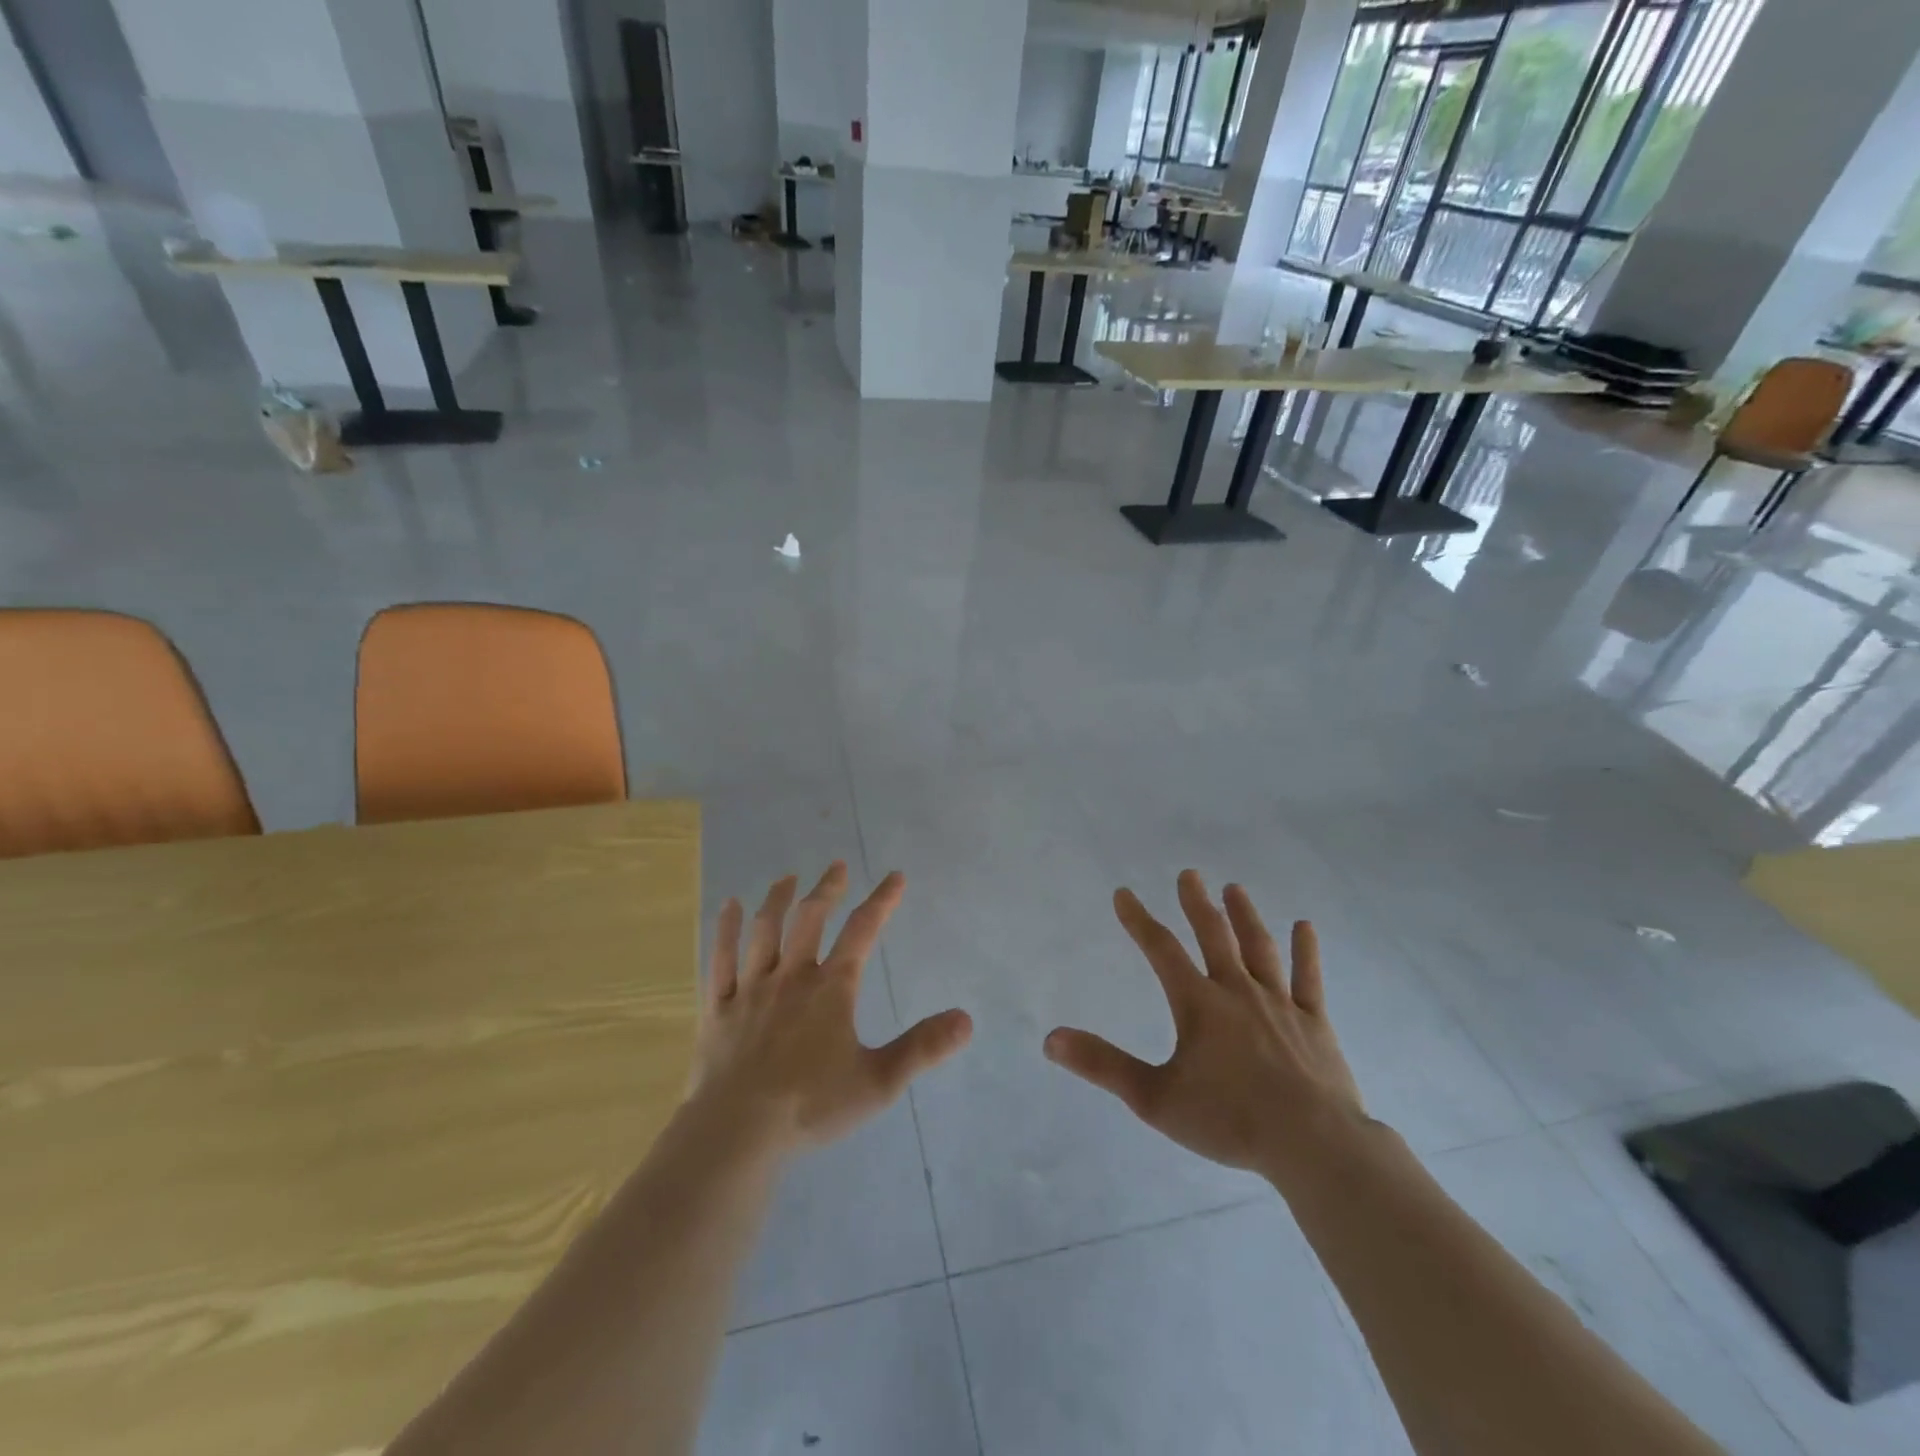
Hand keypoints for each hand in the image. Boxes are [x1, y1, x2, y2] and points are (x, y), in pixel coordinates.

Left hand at [688, 862, 972, 1155]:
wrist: (736, 1134)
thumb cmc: (810, 1107)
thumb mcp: (878, 1082)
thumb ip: (922, 1048)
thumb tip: (966, 1019)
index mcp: (831, 989)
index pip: (862, 931)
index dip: (881, 901)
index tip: (895, 877)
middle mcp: (791, 977)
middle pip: (810, 918)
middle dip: (827, 889)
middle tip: (837, 866)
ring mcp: (751, 989)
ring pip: (764, 930)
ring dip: (778, 899)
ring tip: (788, 878)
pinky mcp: (720, 1008)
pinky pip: (721, 959)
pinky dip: (725, 929)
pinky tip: (728, 906)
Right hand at [1044, 871, 1367, 1191]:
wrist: (1313, 1144)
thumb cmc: (1229, 1120)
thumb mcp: (1154, 1098)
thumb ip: (1103, 1065)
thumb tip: (1051, 1038)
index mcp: (1199, 1004)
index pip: (1161, 950)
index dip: (1139, 920)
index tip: (1124, 893)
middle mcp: (1237, 992)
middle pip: (1214, 936)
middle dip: (1197, 904)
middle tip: (1189, 873)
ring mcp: (1280, 1004)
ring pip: (1259, 948)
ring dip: (1245, 916)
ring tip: (1234, 888)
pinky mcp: (1314, 1023)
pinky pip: (1308, 979)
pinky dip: (1305, 951)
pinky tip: (1304, 927)